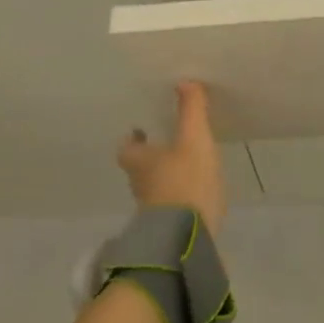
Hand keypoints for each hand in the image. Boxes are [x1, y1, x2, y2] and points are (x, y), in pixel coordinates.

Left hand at [118, 81, 226, 234]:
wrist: (187, 241)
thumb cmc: (185, 182)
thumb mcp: (193, 138)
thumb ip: (190, 109)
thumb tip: (184, 81)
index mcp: (140, 162)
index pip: (125, 149)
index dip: (132, 140)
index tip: (140, 131)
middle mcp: (140, 186)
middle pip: (139, 169)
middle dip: (151, 158)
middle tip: (168, 146)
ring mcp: (152, 213)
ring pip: (154, 190)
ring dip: (165, 180)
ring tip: (186, 169)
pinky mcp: (169, 232)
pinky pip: (171, 209)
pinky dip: (179, 201)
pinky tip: (197, 197)